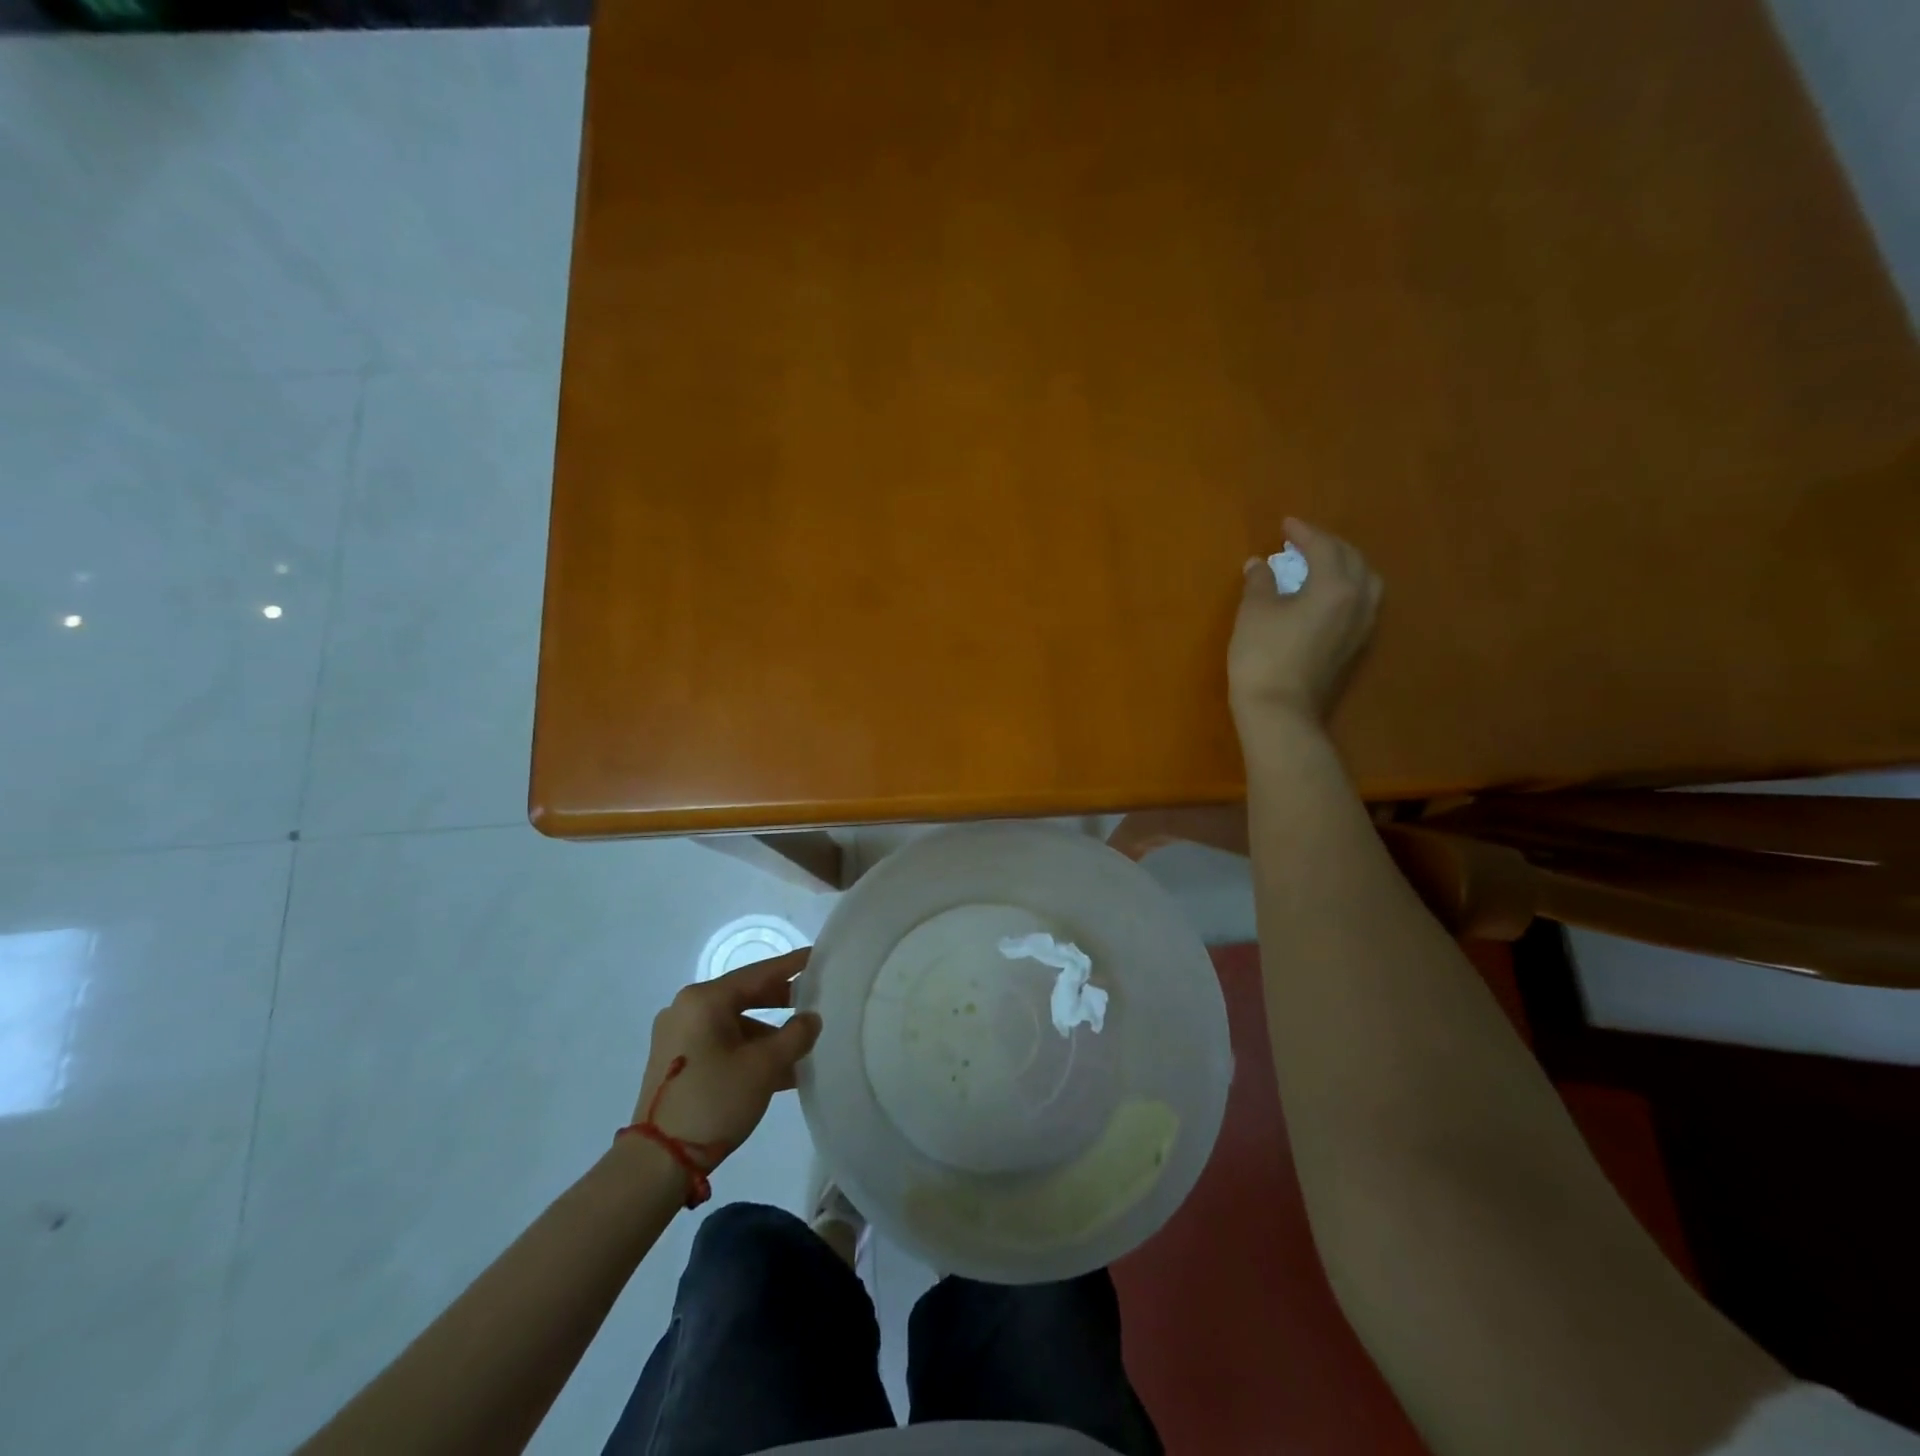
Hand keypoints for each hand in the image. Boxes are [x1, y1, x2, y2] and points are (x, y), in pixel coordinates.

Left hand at [633, 949, 821, 1161]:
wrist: (657, 1162)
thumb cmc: (714, 1100)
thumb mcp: (765, 1066)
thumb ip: (795, 1035)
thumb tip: (811, 1019)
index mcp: (703, 1000)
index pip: (758, 973)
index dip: (791, 966)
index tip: (817, 956)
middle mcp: (686, 1009)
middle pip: (744, 996)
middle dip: (781, 1002)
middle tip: (814, 1000)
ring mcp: (677, 1037)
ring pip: (734, 1024)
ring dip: (767, 1035)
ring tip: (801, 1047)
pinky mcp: (675, 1063)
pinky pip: (721, 1044)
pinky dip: (748, 1051)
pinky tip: (778, 1070)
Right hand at [1228, 517, 1381, 731]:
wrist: (1279, 711)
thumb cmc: (1263, 656)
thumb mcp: (1254, 612)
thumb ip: (1261, 582)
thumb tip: (1260, 565)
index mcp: (1336, 586)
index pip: (1324, 547)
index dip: (1303, 532)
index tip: (1285, 524)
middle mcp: (1358, 601)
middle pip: (1352, 560)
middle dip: (1328, 545)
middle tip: (1302, 541)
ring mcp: (1361, 627)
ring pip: (1364, 582)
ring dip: (1344, 566)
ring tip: (1321, 564)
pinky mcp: (1355, 647)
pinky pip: (1360, 603)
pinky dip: (1346, 588)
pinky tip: (1326, 594)